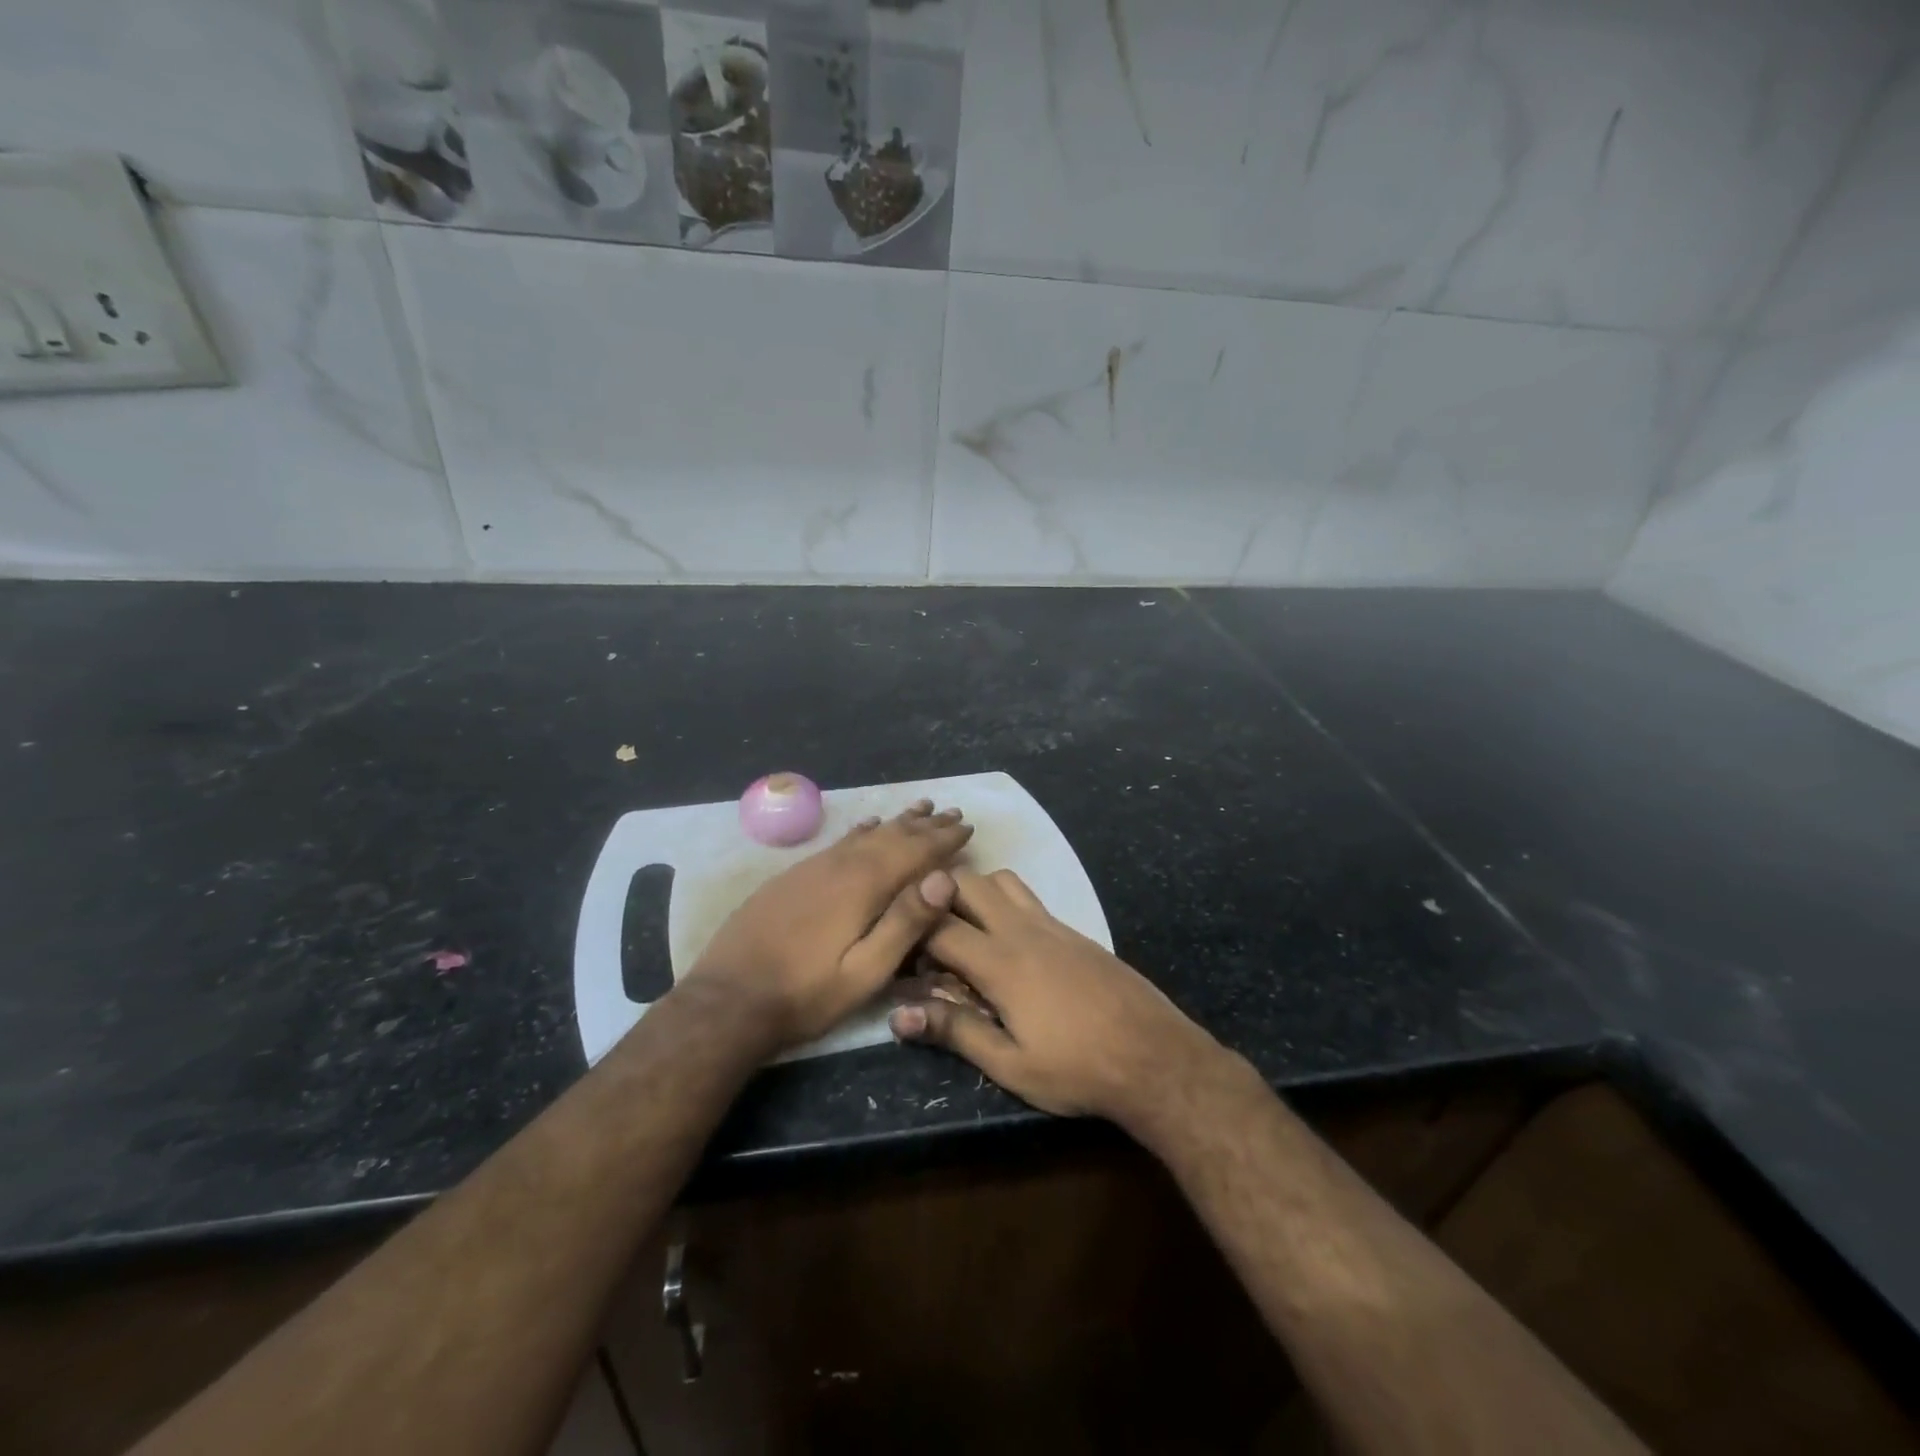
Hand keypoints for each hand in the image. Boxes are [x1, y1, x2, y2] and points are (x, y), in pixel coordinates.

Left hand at [684, 800, 971, 1050]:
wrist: (728, 1000)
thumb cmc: (805, 994)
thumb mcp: (865, 972)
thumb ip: (905, 923)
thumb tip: (945, 878)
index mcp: (862, 885)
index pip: (914, 851)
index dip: (943, 839)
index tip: (967, 825)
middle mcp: (840, 865)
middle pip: (891, 836)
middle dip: (924, 825)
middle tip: (950, 812)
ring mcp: (812, 868)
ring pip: (864, 834)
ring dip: (896, 822)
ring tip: (918, 809)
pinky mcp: (793, 876)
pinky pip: (839, 842)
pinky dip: (861, 831)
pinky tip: (866, 827)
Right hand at [889, 868, 1220, 1122]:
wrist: (1155, 1056)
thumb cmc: (1078, 1069)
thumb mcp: (1011, 1065)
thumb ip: (955, 1032)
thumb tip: (899, 1014)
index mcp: (1001, 962)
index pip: (938, 926)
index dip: (908, 932)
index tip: (894, 950)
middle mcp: (1022, 930)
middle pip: (967, 882)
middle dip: (935, 895)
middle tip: (922, 931)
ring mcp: (1052, 924)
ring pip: (1001, 879)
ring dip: (973, 891)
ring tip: (962, 928)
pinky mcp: (1073, 930)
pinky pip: (1028, 896)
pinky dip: (1004, 901)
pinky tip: (1007, 940)